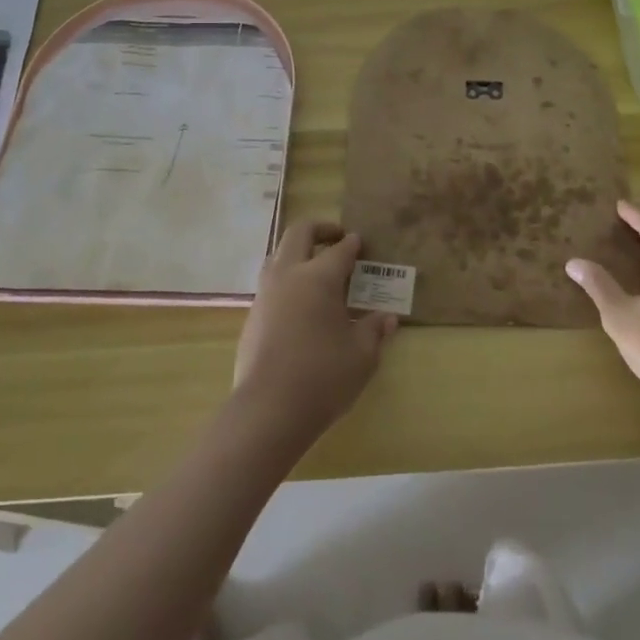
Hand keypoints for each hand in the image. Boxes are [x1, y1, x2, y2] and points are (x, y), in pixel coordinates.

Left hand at [233, 221, 396, 441]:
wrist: (268, 410)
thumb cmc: (323, 377)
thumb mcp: (362, 356)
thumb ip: (374, 331)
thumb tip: (388, 318)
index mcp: (319, 277)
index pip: (339, 250)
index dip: (353, 244)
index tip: (361, 243)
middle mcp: (288, 275)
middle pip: (299, 233)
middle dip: (320, 229)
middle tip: (337, 237)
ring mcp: (265, 295)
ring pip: (277, 255)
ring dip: (297, 252)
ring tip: (315, 267)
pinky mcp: (251, 317)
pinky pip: (270, 284)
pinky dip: (286, 280)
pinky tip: (298, 304)